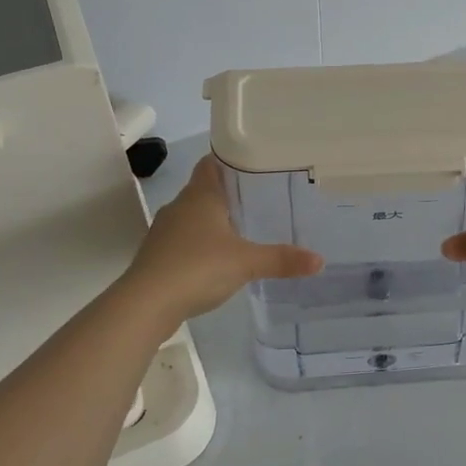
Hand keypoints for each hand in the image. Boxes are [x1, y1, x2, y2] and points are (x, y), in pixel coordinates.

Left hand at [125, 157, 322, 322]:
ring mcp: (165, 231)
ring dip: (214, 221)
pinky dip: (201, 244)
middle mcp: (180, 206)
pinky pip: (184, 240)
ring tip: (244, 230)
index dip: (230, 161)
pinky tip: (218, 259)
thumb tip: (319, 260)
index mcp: (200, 195)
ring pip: (193, 216)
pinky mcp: (158, 255)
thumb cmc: (197, 268)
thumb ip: (282, 259)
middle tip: (261, 200)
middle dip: (229, 194)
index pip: (212, 163)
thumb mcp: (246, 263)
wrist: (146, 304)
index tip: (255, 166)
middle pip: (205, 190)